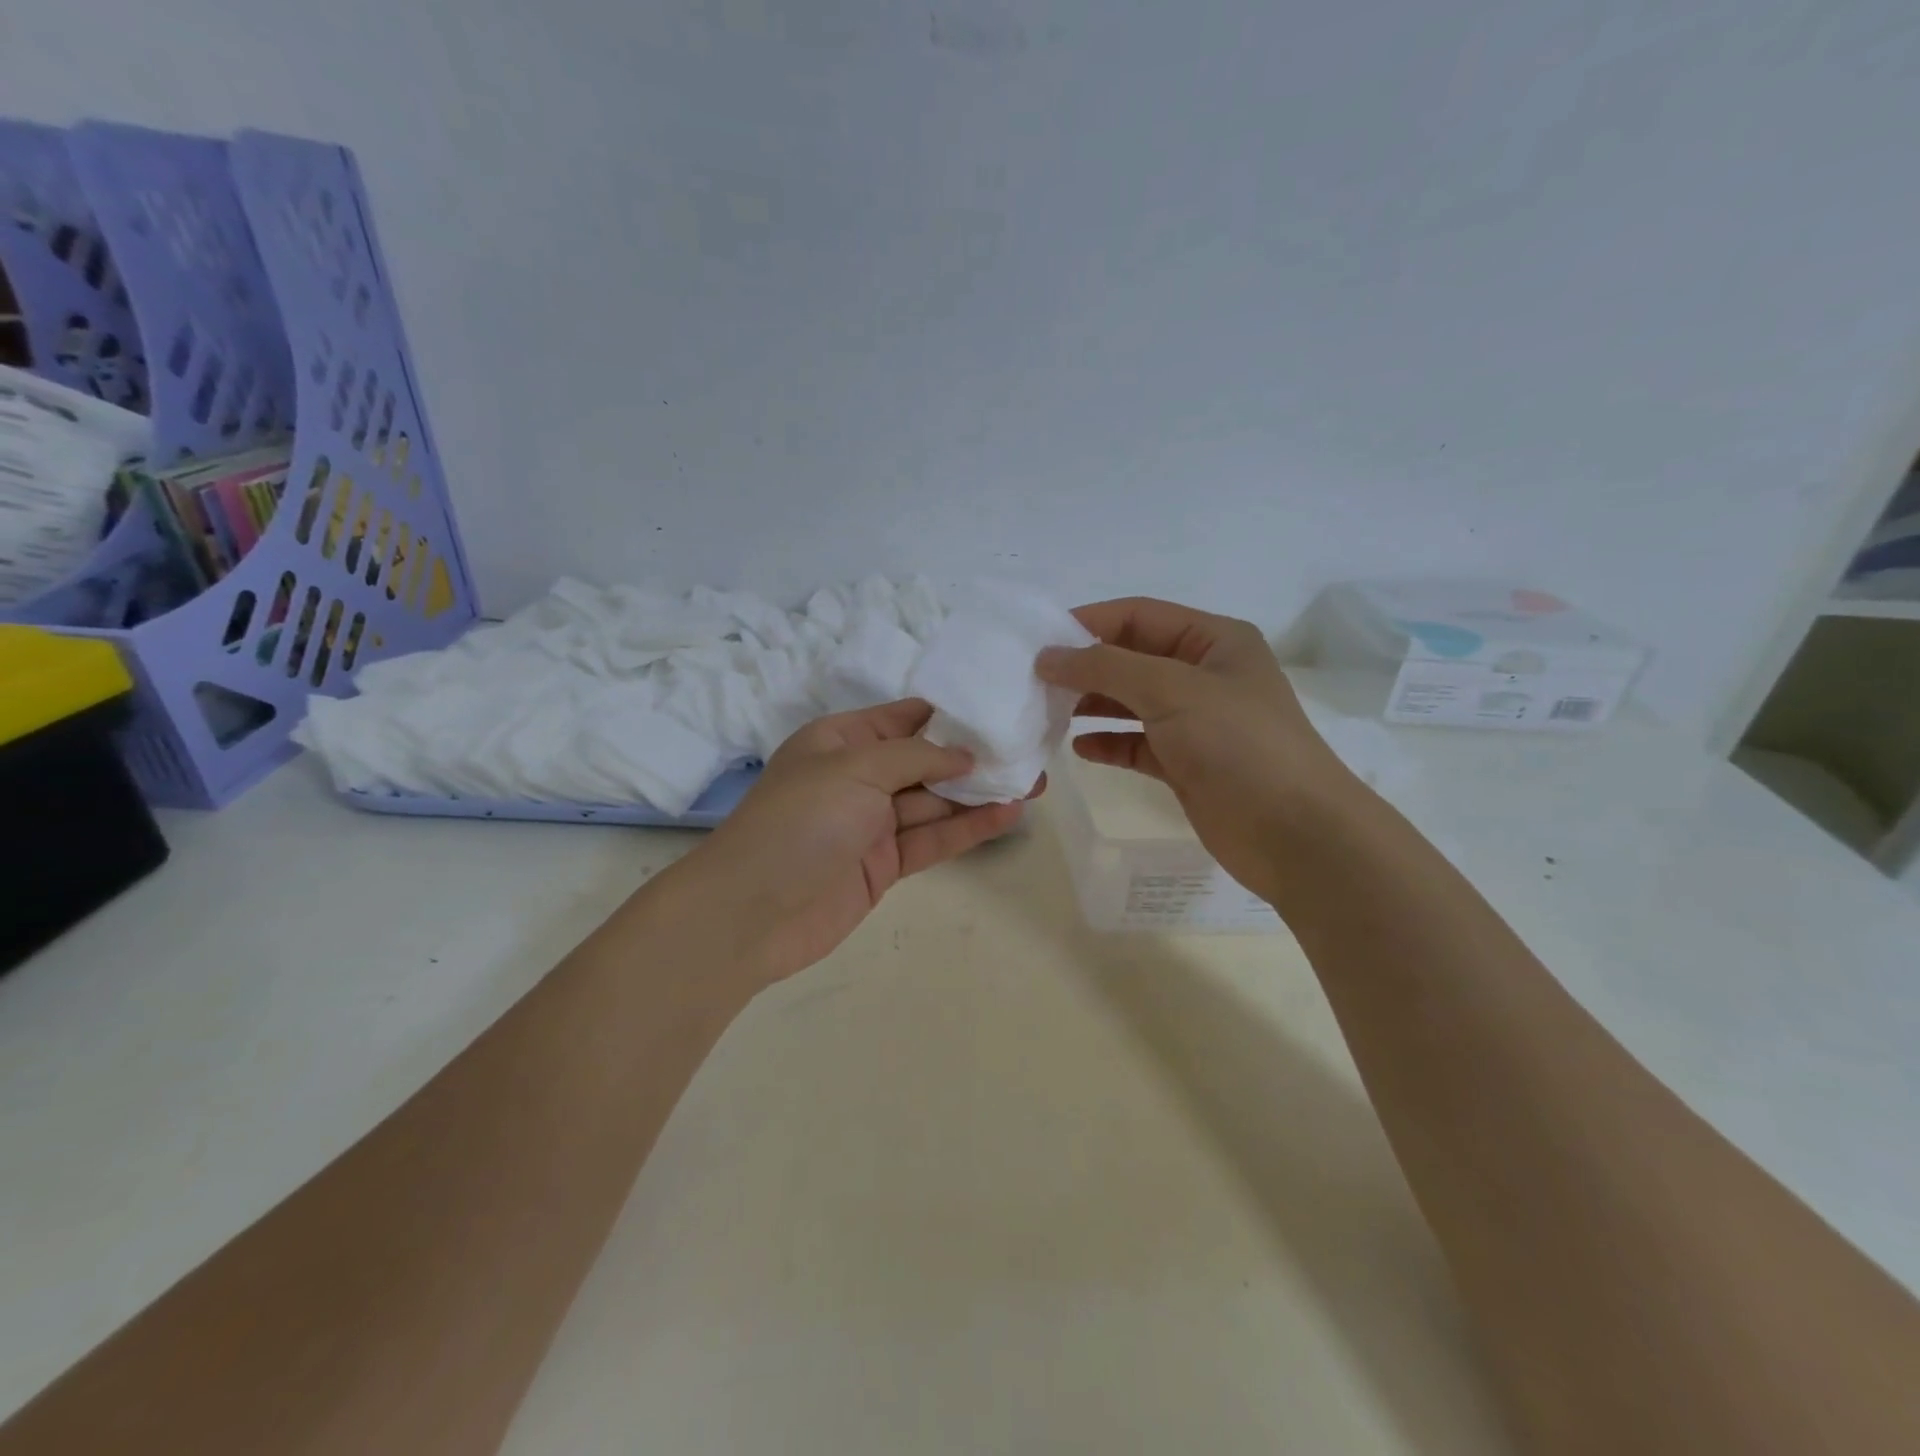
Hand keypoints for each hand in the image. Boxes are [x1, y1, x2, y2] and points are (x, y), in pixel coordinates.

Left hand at [672, 699, 1025, 988]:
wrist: (751, 912)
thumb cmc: (800, 820)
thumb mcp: (856, 768)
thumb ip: (915, 757)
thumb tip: (964, 755)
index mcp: (840, 741)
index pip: (902, 718)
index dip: (948, 715)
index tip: (997, 710)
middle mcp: (858, 778)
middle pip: (925, 762)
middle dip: (973, 758)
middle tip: (1028, 752)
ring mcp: (871, 824)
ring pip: (934, 802)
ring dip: (979, 794)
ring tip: (1033, 783)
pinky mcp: (884, 865)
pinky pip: (932, 839)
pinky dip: (967, 828)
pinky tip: (1007, 816)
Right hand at [1037, 597, 1358, 898]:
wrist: (1294, 834)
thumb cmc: (1238, 745)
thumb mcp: (1171, 690)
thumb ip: (1105, 667)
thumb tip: (1048, 656)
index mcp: (1214, 641)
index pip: (1139, 616)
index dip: (1089, 623)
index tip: (1039, 641)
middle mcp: (1204, 675)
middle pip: (1132, 658)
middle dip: (1086, 667)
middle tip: (1035, 681)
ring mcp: (1196, 721)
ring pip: (1131, 702)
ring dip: (1092, 704)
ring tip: (1048, 713)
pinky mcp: (1186, 763)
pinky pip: (1137, 743)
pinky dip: (1109, 742)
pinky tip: (1080, 748)